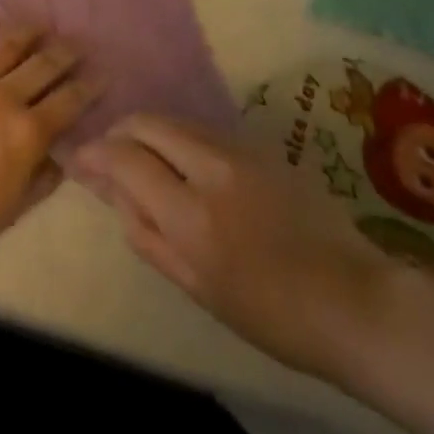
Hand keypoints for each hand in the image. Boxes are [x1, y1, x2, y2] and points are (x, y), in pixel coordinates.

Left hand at [0, 20, 97, 276]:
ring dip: (33, 32)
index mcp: (27, 134)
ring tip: (44, 28)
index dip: (91, 85)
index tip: (102, 75)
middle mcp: (4, 98)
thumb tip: (66, 148)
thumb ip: (46, 174)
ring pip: (10, 44)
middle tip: (78, 46)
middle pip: (46, 64)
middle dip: (67, 53)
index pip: (70, 100)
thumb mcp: (15, 208)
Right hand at [74, 115, 398, 380]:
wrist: (354, 297)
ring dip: (149, 132)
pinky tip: (181, 162)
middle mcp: (210, 166)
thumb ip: (147, 235)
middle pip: (148, 123)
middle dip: (120, 131)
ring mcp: (238, 148)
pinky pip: (203, 129)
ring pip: (175, 121)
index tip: (79, 158)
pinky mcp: (259, 144)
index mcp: (192, 213)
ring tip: (141, 158)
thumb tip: (113, 193)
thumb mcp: (198, 287)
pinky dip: (179, 137)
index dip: (96, 154)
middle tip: (108, 154)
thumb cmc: (271, 312)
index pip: (126, 159)